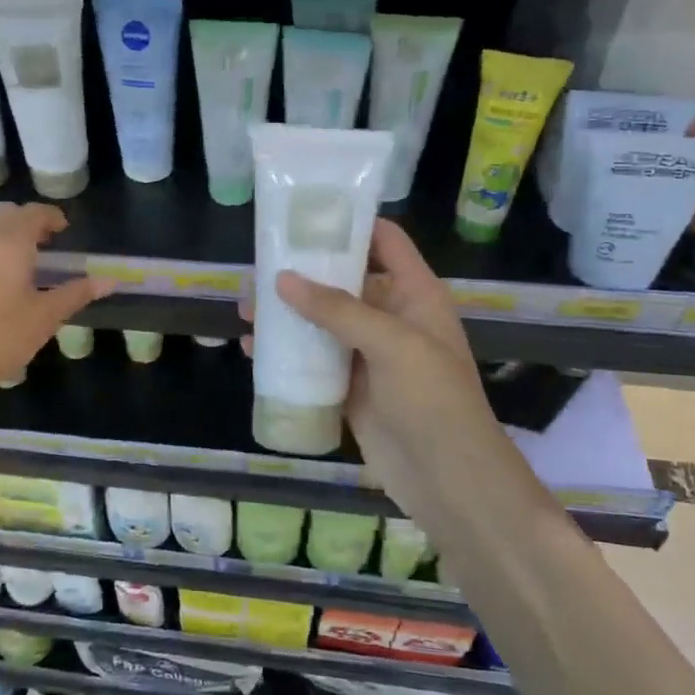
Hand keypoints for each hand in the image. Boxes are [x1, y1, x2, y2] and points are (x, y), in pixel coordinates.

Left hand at [0, 204, 113, 404]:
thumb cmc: (0, 339)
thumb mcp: (45, 316)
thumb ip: (77, 292)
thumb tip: (111, 280)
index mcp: (9, 239)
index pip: (35, 213)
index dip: (53, 218)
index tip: (64, 231)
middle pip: (7, 213)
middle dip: (27, 222)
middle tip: (44, 245)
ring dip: (2, 230)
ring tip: (15, 256)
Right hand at [245, 220, 500, 507]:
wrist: (448, 479)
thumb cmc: (433, 400)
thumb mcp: (392, 343)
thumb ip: (337, 309)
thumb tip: (281, 279)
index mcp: (415, 294)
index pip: (385, 242)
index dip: (350, 223)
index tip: (304, 215)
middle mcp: (391, 317)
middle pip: (343, 281)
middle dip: (302, 274)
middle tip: (257, 270)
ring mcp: (369, 355)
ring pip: (322, 322)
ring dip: (286, 315)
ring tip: (246, 310)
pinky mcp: (350, 388)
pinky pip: (313, 361)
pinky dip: (286, 354)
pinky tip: (254, 351)